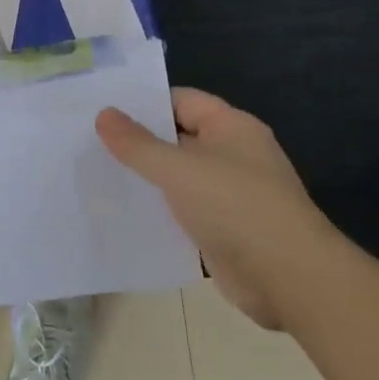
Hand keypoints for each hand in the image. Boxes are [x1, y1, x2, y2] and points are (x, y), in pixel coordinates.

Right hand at [97, 89, 341, 328]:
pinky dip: (159, 211)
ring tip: (98, 175)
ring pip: (179, 177)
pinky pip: (184, 211)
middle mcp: (234, 154)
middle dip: (139, 142)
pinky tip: (125, 213)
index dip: (144, 103)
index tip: (102, 109)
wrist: (289, 279)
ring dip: (147, 179)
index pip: (181, 100)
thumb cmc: (235, 207)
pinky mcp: (225, 229)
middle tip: (89, 141)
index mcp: (231, 127)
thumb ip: (137, 143)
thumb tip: (104, 113)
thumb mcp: (177, 169)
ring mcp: (231, 193)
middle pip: (178, 138)